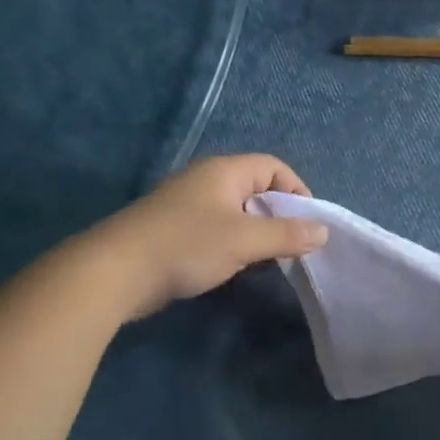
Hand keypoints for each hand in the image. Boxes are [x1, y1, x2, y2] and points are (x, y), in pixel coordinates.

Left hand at [90, 155, 327, 319]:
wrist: (116, 272)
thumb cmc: (187, 246)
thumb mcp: (245, 240)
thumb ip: (287, 235)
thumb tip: (322, 231)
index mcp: (224, 171)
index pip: (274, 167)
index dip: (296, 191)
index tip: (307, 225)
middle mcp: (207, 181)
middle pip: (256, 189)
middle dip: (278, 216)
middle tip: (290, 246)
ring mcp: (188, 206)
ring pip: (236, 213)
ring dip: (255, 234)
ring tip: (264, 261)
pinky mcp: (175, 231)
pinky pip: (216, 230)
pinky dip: (233, 245)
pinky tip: (233, 268)